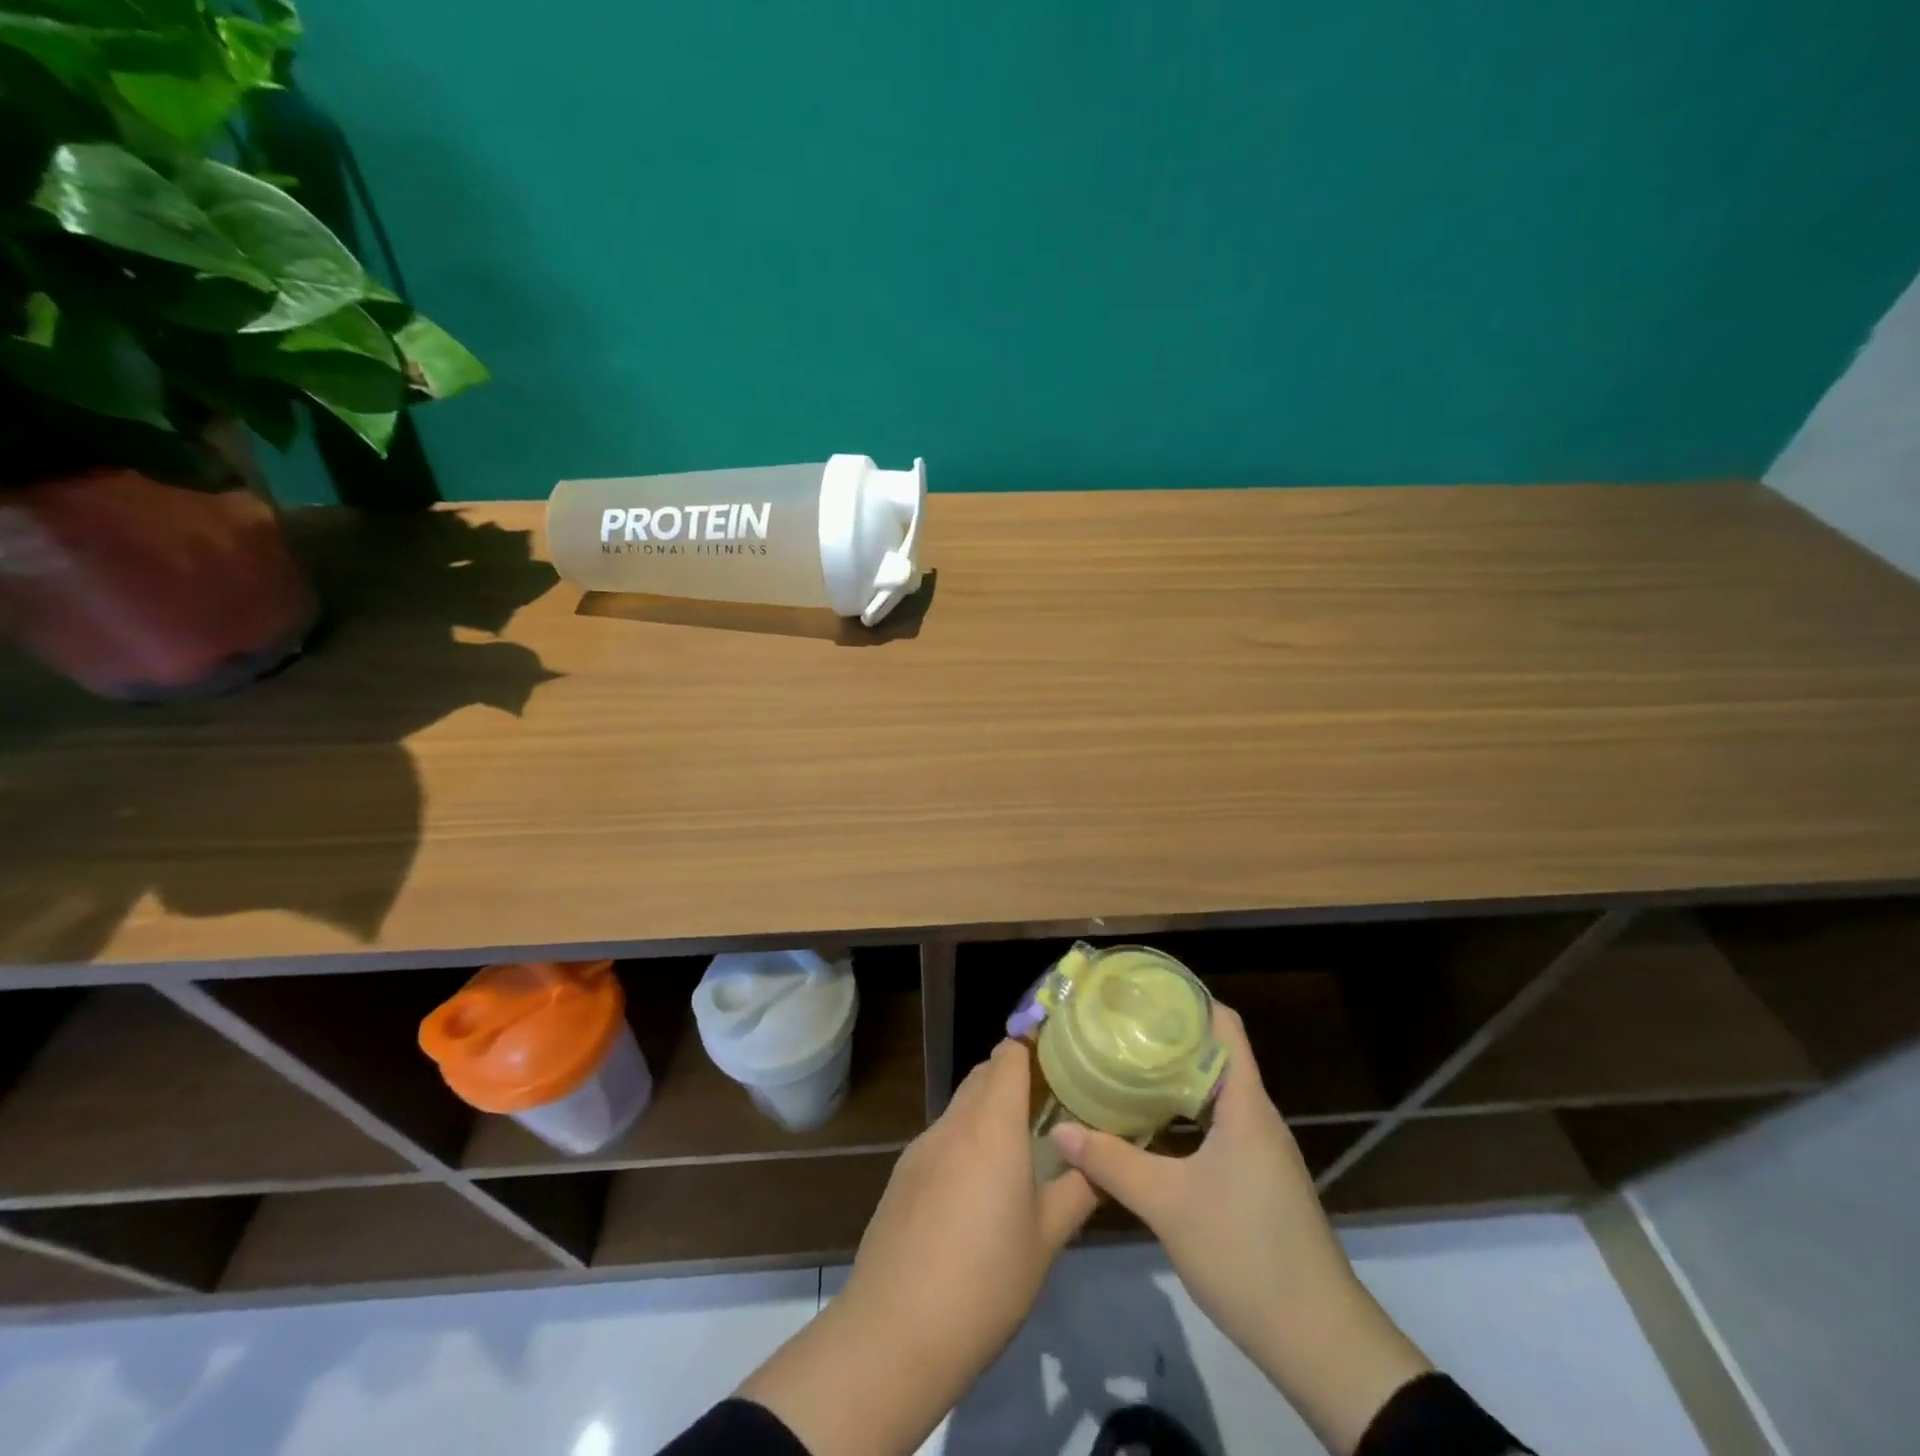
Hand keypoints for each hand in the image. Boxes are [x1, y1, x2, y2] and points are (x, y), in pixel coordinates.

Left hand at [740, 1040, 1096, 1455]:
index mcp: (991, 1126)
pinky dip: (965, 1139)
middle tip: (1049, 1103)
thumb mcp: (1046, 1239)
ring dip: (988, 1109)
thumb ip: (1079, 1189)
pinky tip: (977, 1186)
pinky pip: (942, 1137)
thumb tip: (1105, 1161)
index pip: (1008, 1055)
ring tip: (1019, 1145)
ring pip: (961, 1105)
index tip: (1060, 1058)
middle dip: (1014, 1076)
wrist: (896, 1332)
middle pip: (983, 1074)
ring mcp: (922, 1147)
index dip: (1033, 1047)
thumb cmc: (986, 1282)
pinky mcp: (902, 1174)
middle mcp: (954, 1123)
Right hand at [1049, 1004, 1431, 1455]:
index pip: (1224, 1026)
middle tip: (1116, 1027)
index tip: (1141, 991)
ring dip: (1172, 1078)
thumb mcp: (1167, 1204)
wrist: (1319, 1342)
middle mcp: (1256, 1116)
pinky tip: (1147, 1126)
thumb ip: (1110, 1162)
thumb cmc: (1246, 1252)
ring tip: (1122, 1067)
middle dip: (1167, 1037)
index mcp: (1245, 1104)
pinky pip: (1217, 1125)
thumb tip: (1060, 1128)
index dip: (1187, 999)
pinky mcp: (1257, 1178)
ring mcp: (1261, 1149)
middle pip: (1214, 1055)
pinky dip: (1182, 1114)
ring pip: (1213, 1093)